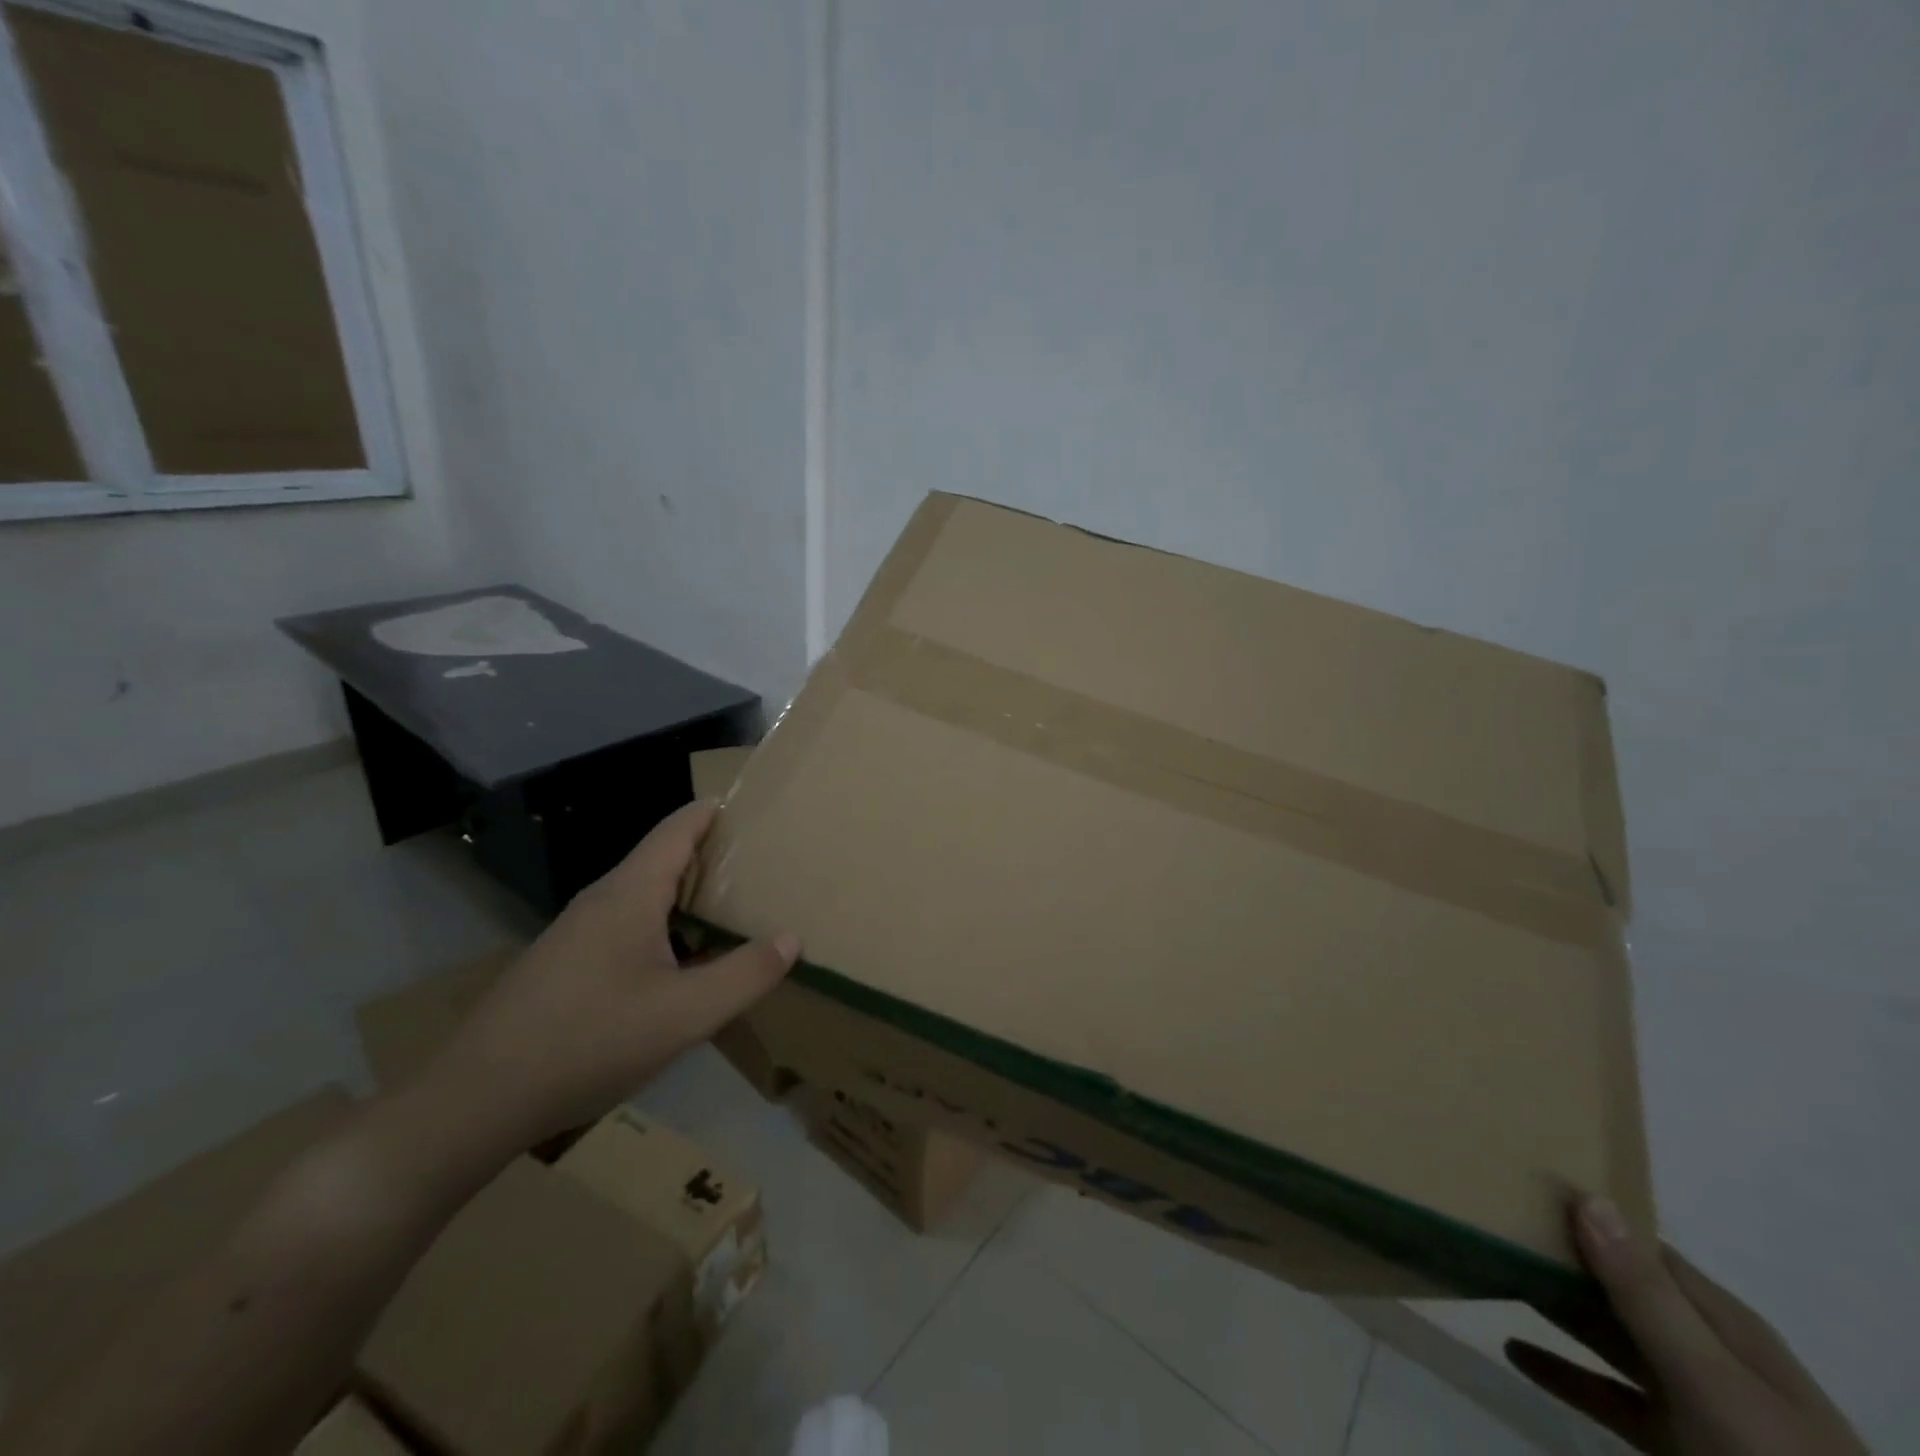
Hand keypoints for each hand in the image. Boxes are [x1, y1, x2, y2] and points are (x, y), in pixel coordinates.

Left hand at [428, 801, 798, 1148]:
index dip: (714, 812)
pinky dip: (662, 929)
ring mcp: (576, 934)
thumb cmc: (590, 1041)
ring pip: (643, 898)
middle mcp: (601, 901)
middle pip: (662, 860)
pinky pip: (625, 928)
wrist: (476, 1101)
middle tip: (760, 868)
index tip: (753, 807)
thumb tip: (791, 939)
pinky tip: (678, 967)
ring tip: (730, 914)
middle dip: (712, 858)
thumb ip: (745, 975)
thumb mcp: (685, 1014)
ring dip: (686, 898)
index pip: (678, 829)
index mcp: (630, 894)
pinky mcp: (563, 966)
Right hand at [1508, 1198, 1866, 1455]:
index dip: (1586, 1216)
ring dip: (1555, 1308)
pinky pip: (1606, 1394)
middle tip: (1487, 1224)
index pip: (1643, 1247)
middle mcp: (1706, 1352)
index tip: (1519, 1188)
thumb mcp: (1712, 1380)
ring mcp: (1693, 1403)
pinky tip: (1515, 1352)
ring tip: (1490, 1273)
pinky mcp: (1676, 1446)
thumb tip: (1586, 1196)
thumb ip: (1646, 1294)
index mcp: (1722, 1323)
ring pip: (1609, 1338)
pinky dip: (1561, 1372)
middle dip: (1560, 1257)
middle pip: (1620, 1289)